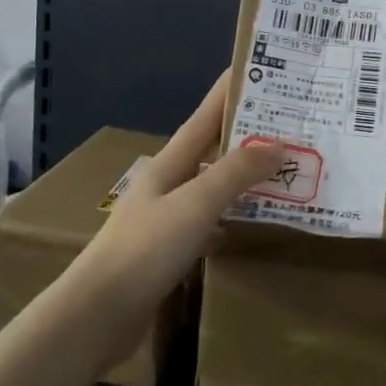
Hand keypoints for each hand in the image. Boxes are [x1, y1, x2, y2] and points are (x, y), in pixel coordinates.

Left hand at [64, 75, 281, 362]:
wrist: (97, 315)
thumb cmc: (146, 249)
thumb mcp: (196, 203)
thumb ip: (237, 173)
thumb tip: (278, 146)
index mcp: (171, 163)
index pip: (206, 115)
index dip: (229, 91)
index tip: (257, 69)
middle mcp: (168, 183)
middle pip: (212, 149)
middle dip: (245, 134)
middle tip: (288, 124)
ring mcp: (166, 218)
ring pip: (212, 186)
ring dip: (242, 176)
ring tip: (280, 170)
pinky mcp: (168, 252)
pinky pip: (209, 223)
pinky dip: (231, 217)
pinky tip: (248, 223)